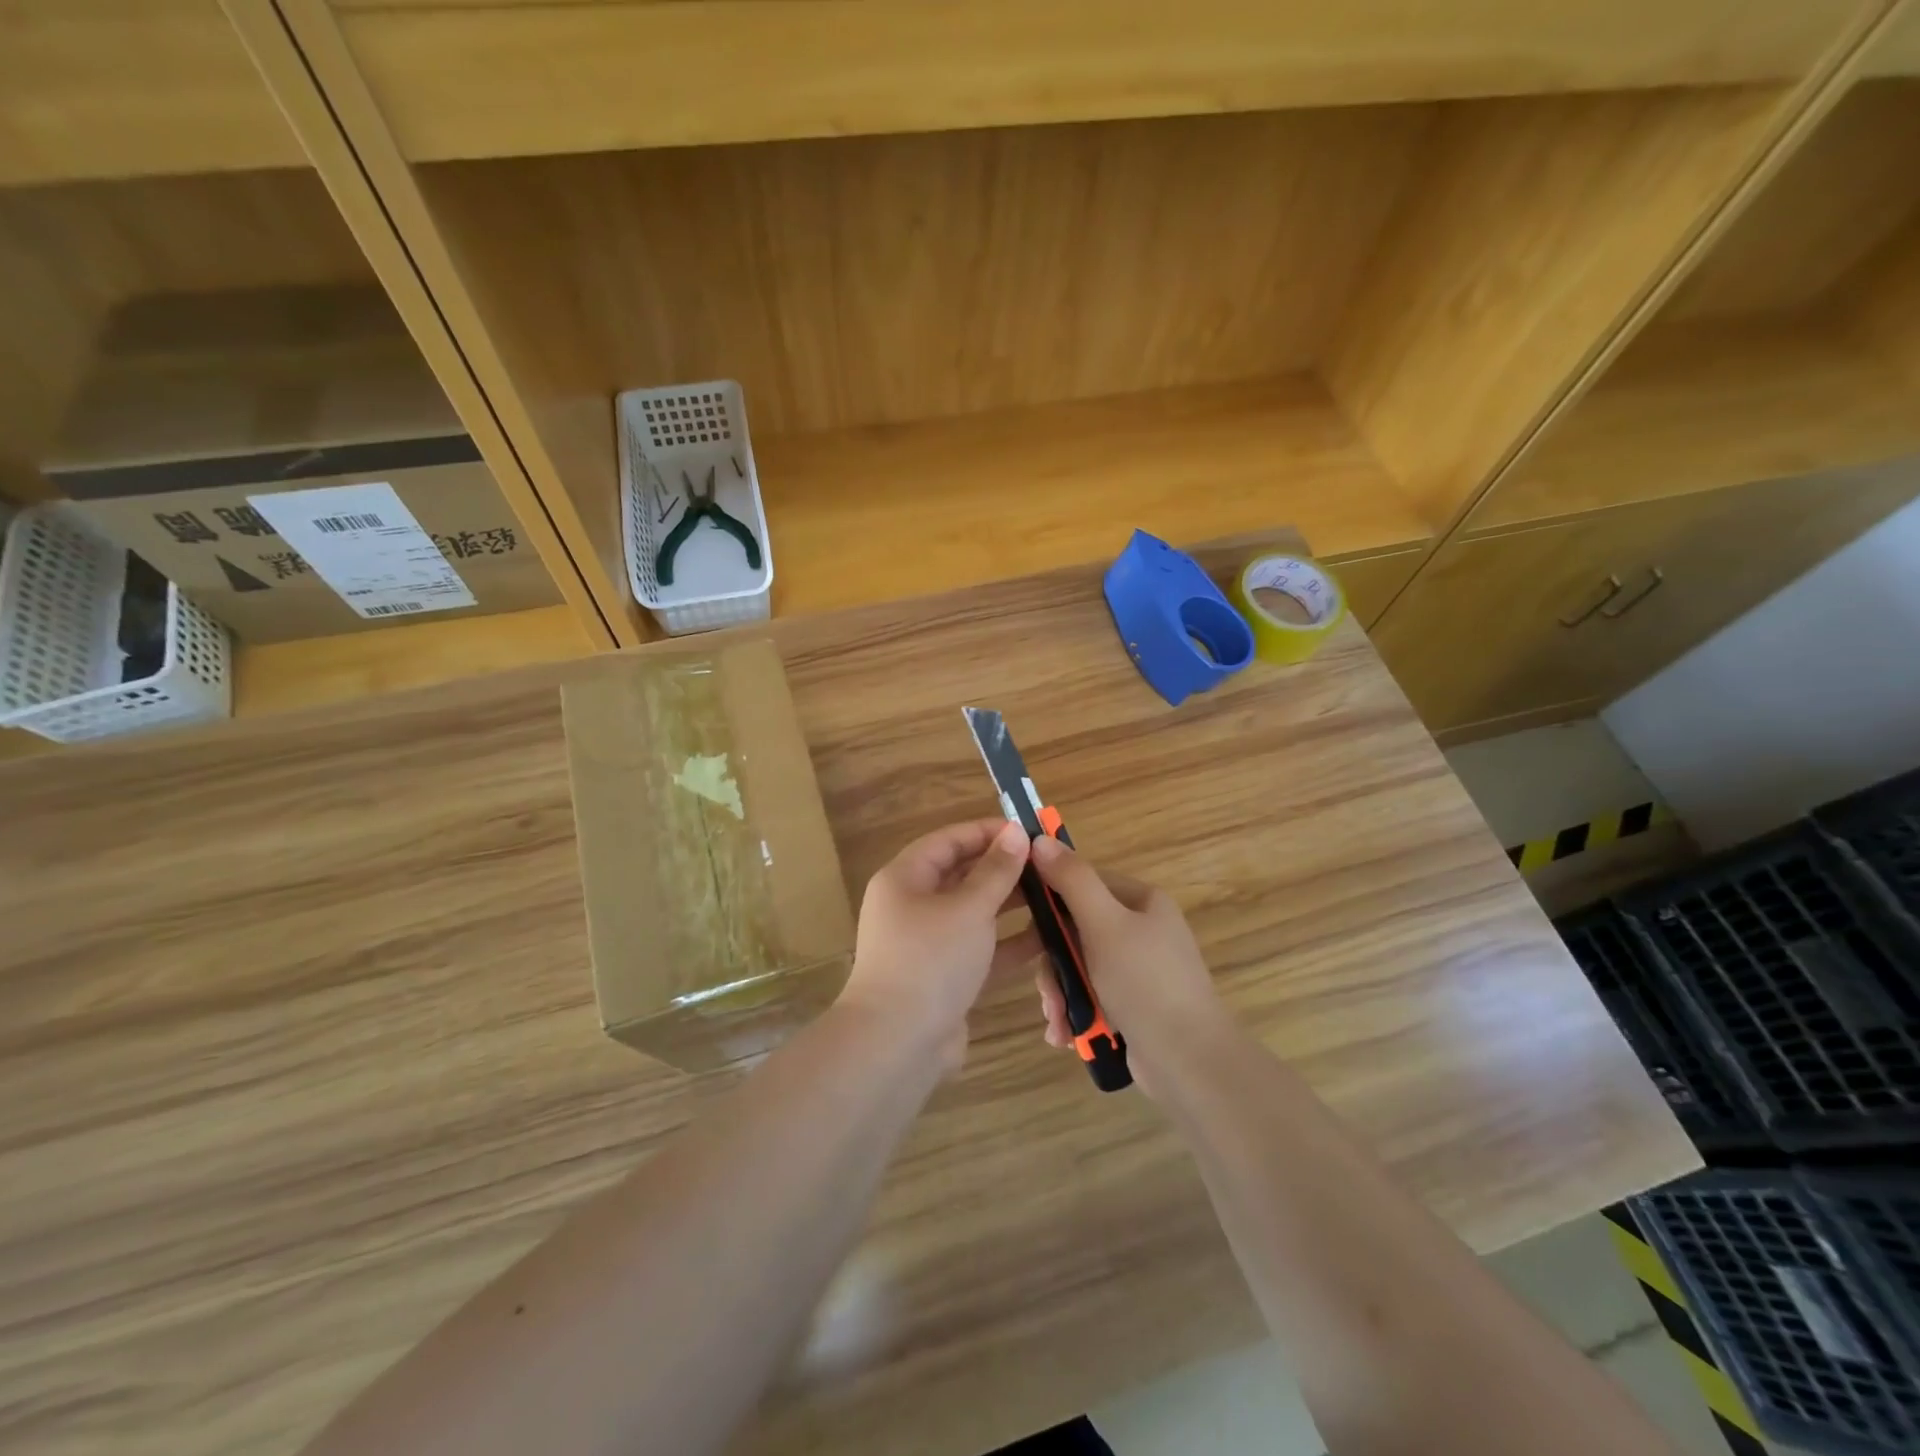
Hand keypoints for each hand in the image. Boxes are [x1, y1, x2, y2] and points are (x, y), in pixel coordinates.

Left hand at [838, 819, 1040, 1069]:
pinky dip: (1008, 942)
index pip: (948, 840)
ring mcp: (928, 943)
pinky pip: (980, 948)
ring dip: (1011, 905)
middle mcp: (913, 905)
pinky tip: (1047, 937)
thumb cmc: (931, 961)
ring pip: (974, 913)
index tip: (1028, 832)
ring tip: (1054, 895)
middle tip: (1048, 865)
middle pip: (961, 875)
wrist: (898, 1044)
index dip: (987, 832)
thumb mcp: (968, 909)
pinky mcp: (945, 976)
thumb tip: (1015, 832)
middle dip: (1003, 869)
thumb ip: (996, 871)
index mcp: (905, 878)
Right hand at [1027, 836, 1227, 1075]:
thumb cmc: (1145, 983)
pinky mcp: (1133, 1003)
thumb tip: (1040, 839)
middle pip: (1075, 930)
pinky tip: (1067, 1036)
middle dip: (1054, 966)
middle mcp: (1141, 929)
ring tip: (1059, 1024)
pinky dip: (1076, 1014)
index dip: (1050, 902)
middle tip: (1047, 995)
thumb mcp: (1104, 925)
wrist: (1189, 1061)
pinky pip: (1091, 995)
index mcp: (1141, 901)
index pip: (1082, 882)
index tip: (1027, 931)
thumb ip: (1072, 880)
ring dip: (1061, 995)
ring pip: (1078, 967)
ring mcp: (1138, 968)